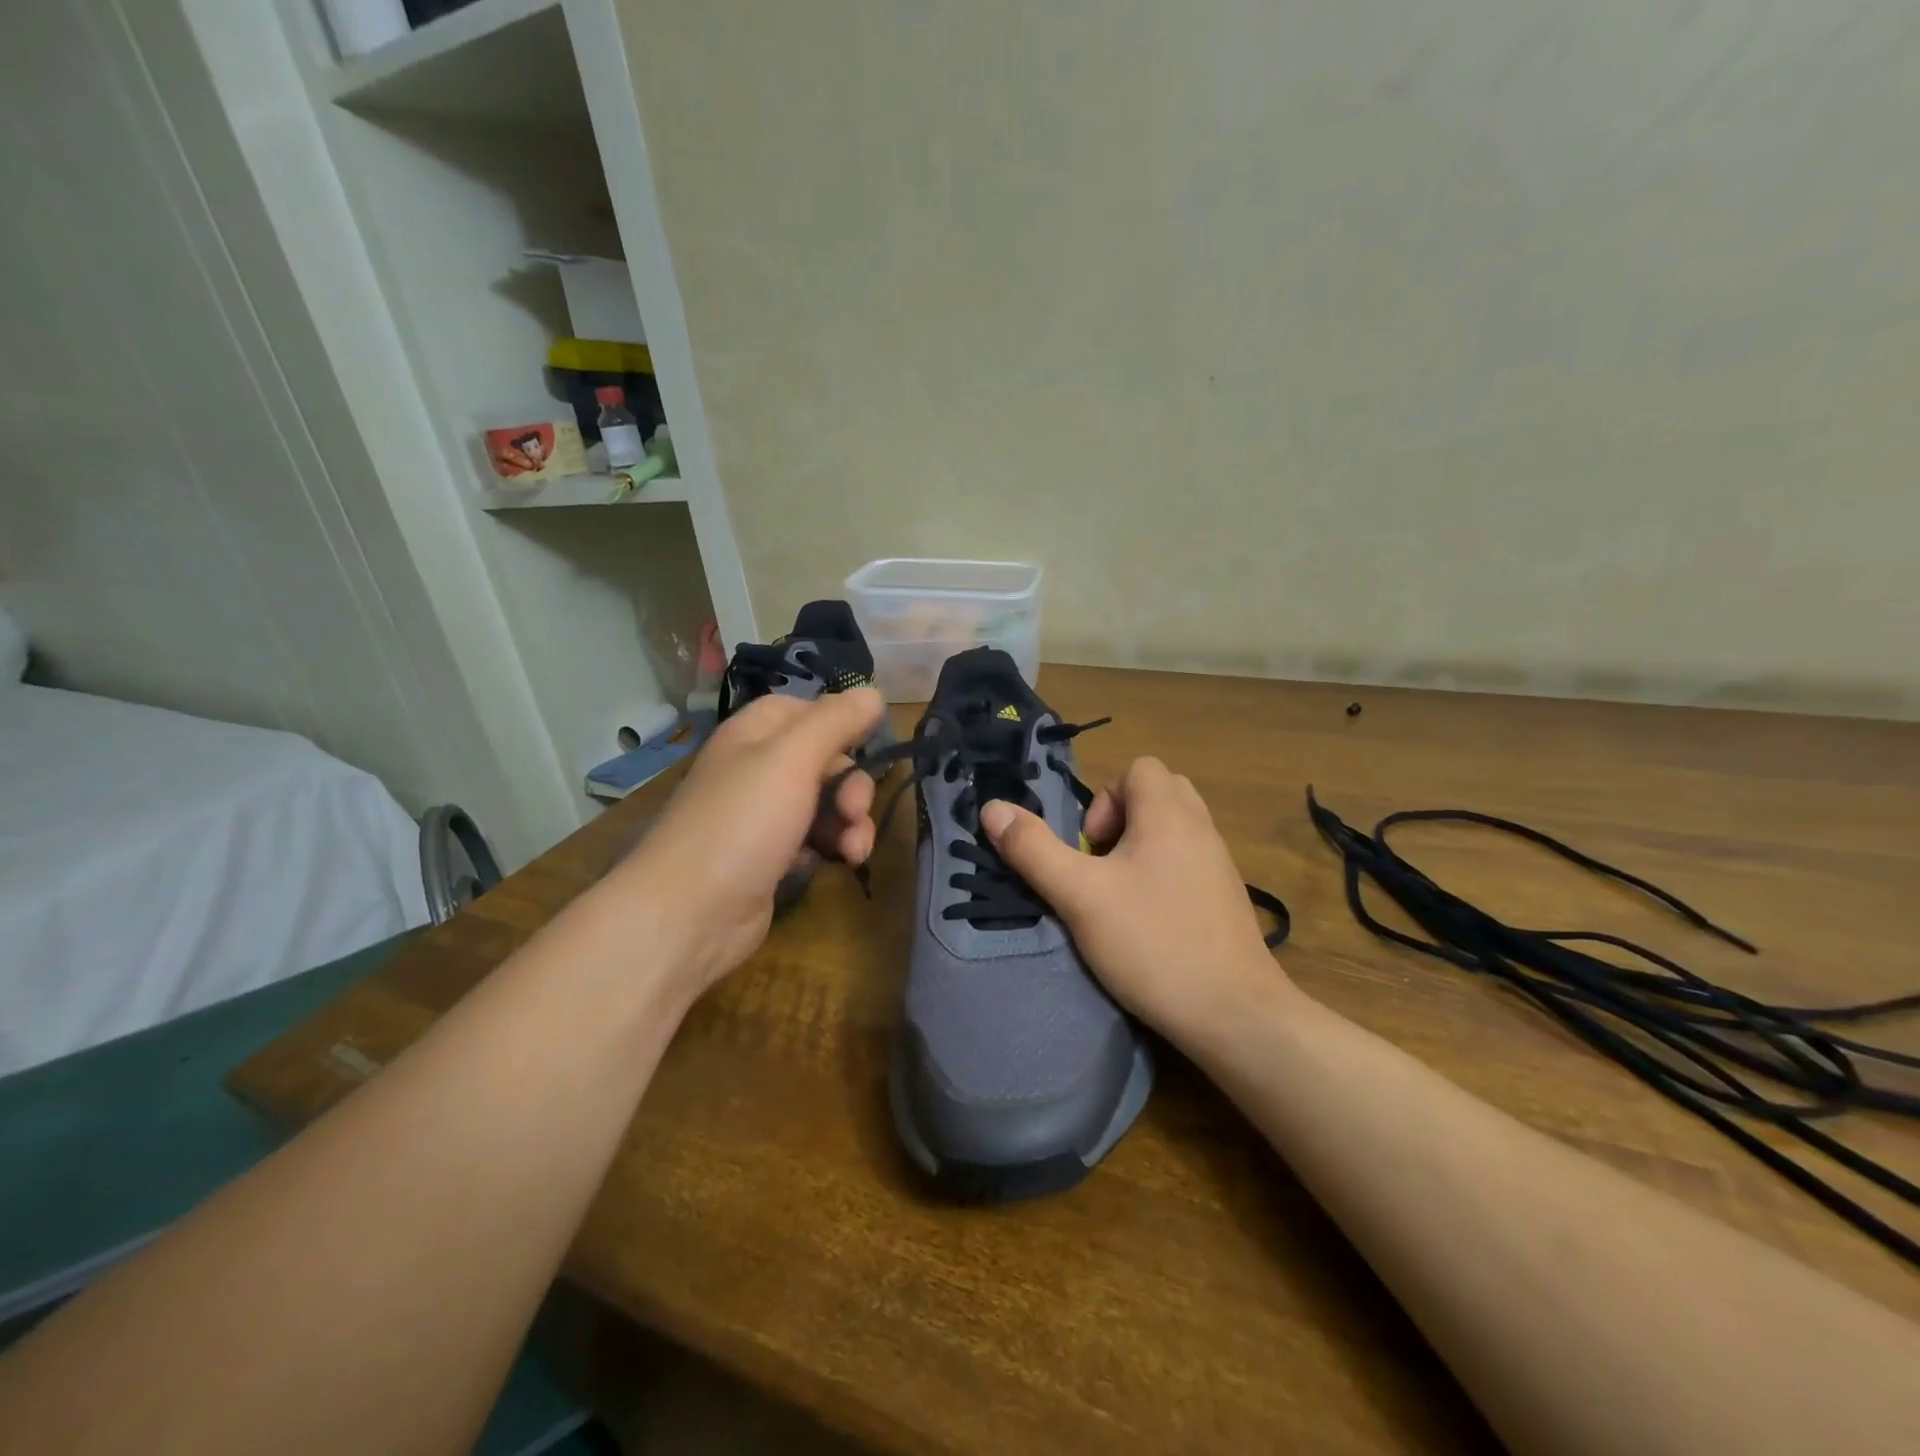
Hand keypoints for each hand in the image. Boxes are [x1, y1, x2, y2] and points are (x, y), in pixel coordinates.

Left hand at [619, 688, 885, 999]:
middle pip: (823, 759)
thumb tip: (873, 692)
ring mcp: (762, 816)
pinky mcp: (770, 856)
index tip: (868, 744)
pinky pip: (813, 839)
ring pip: (824, 802)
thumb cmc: (742, 823)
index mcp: (754, 735)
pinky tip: (833, 864)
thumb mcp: (792, 759)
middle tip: (854, 811)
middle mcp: (756, 769)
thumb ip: (836, 721)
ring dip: (850, 822)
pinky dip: (830, 847)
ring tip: (854, 851)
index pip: (806, 710)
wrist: (690, 913)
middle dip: (852, 784)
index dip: (839, 723)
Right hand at [978, 757, 1294, 1046]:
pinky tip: (1150, 922)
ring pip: (1174, 829)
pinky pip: (1190, 860)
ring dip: (1141, 848)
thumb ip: (1033, 850)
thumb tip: (992, 808)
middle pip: (1158, 792)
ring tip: (1120, 895)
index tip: (1091, 849)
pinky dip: (1164, 873)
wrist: (1236, 1014)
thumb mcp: (1080, 896)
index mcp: (1169, 813)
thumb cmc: (1152, 943)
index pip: (1139, 767)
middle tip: (1102, 866)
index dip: (1105, 799)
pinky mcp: (1227, 898)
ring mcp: (1220, 863)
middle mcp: (1201, 827)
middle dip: (1121, 820)